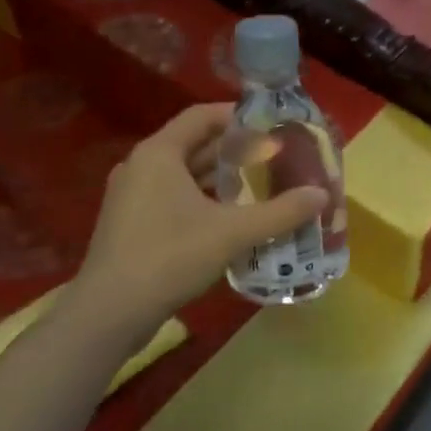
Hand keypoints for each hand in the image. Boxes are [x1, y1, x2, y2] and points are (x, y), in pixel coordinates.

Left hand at [70, 104, 327, 332]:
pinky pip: (174, 196)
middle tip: (275, 155)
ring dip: (220, 176)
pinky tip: (232, 216)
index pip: (202, 116)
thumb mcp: (233, 233)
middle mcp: (141, 166)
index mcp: (159, 153)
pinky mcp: (131, 224)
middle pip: (195, 143)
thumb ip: (281, 212)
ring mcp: (132, 196)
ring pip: (184, 173)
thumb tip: (322, 195)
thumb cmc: (169, 257)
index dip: (239, 116)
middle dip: (235, 148)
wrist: (108, 315)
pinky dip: (203, 198)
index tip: (273, 124)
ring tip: (260, 182)